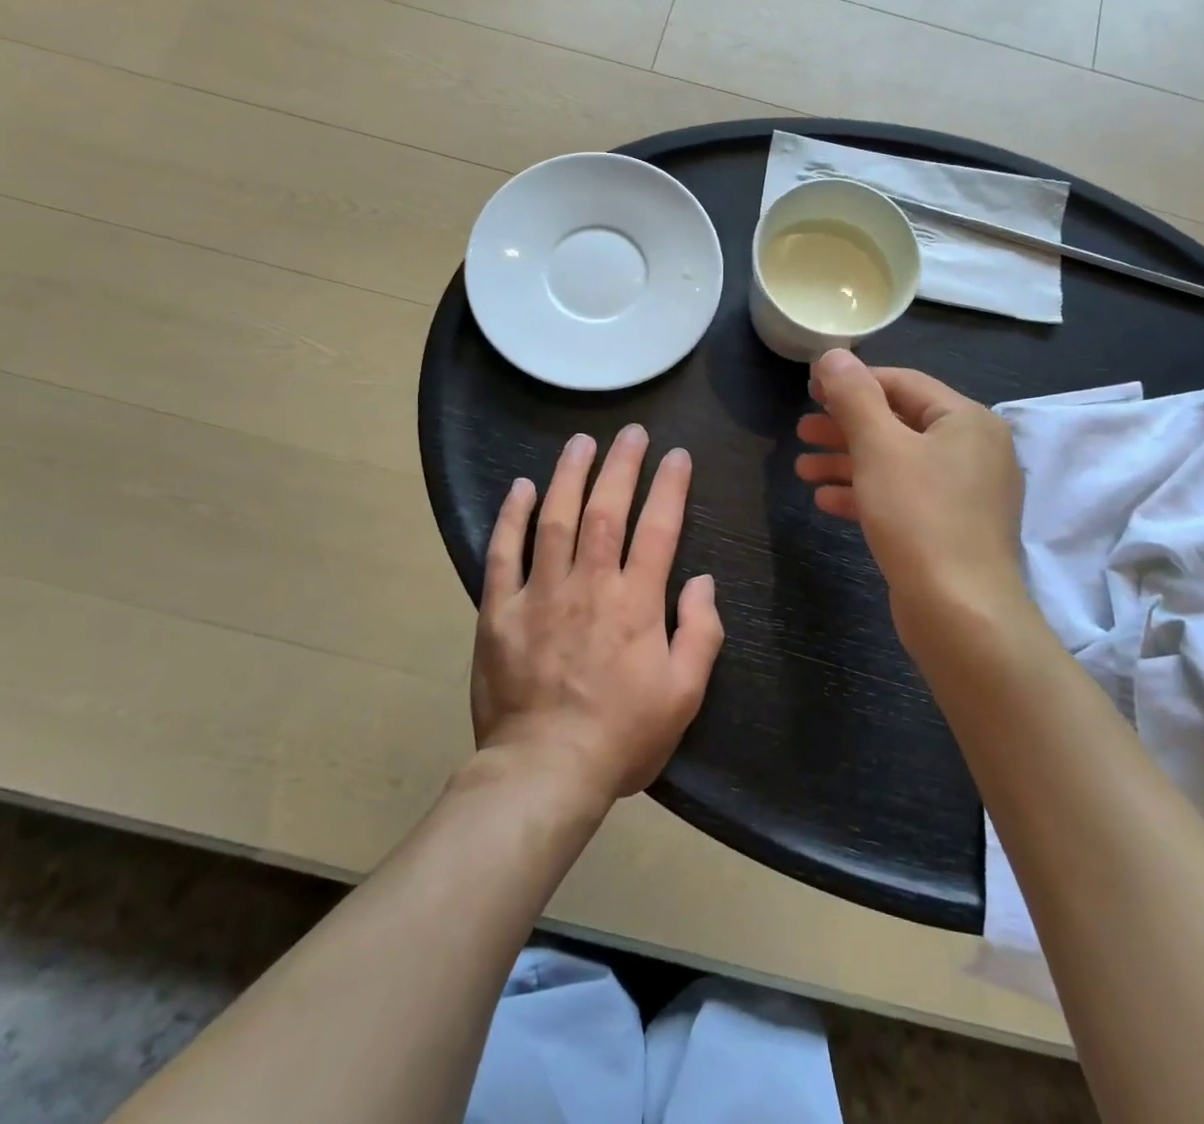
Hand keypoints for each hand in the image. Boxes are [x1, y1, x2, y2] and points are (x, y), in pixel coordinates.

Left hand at [474, 425, 724, 800]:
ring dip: (569, 475)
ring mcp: (540, 594)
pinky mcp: (499, 611)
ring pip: (555, 519)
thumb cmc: (622, 736)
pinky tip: (522, 487)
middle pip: (605, 510)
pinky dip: (512, 516)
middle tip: (631, 432)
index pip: (658, 529)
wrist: (545, 771)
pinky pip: (503, 553)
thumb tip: (703, 581)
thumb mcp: (685, 694)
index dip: (669, 487)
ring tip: (581, 442)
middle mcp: (589, 585)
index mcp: (636, 603)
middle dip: (621, 465)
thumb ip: (701, 632)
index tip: (677, 455)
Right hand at [795, 349, 1025, 629]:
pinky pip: (903, 497)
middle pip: (898, 424)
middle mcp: (973, 450)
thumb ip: (854, 396)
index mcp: (967, 420)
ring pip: (896, 463)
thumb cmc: (920, 516)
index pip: (903, 383)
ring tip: (802, 469)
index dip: (854, 382)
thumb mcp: (879, 447)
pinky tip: (825, 500)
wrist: (960, 613)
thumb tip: (834, 354)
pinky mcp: (950, 528)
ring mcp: (964, 493)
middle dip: (845, 427)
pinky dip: (865, 493)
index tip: (811, 389)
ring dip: (848, 462)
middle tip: (801, 430)